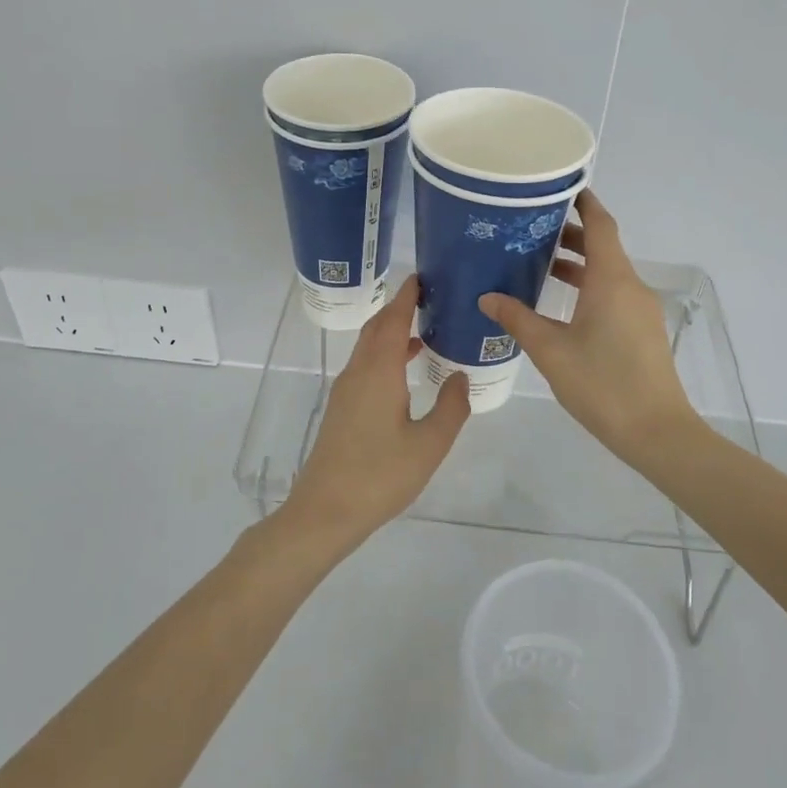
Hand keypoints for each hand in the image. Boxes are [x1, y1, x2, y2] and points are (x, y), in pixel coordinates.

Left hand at [276, 275, 471, 555]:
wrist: (325, 511)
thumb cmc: (380, 476)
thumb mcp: (429, 445)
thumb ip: (450, 407)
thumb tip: (461, 376)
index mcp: (379, 372)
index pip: (392, 320)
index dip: (407, 296)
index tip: (422, 276)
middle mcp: (358, 372)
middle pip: (377, 327)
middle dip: (399, 308)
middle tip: (430, 298)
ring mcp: (346, 390)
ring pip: (369, 347)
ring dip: (392, 332)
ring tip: (426, 330)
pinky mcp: (342, 408)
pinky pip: (366, 365)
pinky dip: (386, 354)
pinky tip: (406, 371)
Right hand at [479, 190, 696, 458]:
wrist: (657, 432)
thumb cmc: (602, 384)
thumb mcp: (551, 351)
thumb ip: (518, 319)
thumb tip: (487, 297)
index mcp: (611, 280)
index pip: (600, 224)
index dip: (583, 202)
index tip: (557, 188)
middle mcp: (630, 286)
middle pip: (602, 246)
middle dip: (570, 234)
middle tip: (530, 228)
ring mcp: (640, 309)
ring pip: (607, 273)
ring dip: (577, 264)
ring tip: (537, 263)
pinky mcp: (642, 330)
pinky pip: (613, 294)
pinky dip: (587, 287)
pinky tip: (559, 305)